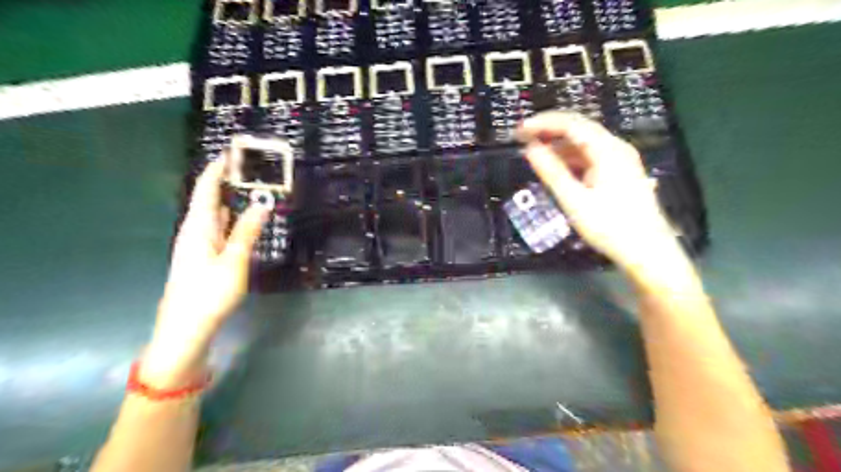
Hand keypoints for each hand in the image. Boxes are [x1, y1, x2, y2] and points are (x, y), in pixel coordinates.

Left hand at [138, 155, 267, 387]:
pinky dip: (231, 219)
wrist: (186, 329)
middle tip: (249, 169)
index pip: (206, 190)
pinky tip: (242, 219)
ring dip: (230, 200)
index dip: (217, 170)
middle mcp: (195, 232)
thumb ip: (248, 231)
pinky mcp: (204, 258)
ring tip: (249, 188)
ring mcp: (199, 246)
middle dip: (226, 181)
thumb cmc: (208, 293)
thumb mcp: (234, 261)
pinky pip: (219, 229)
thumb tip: (262, 203)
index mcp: (198, 228)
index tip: (231, 152)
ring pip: (214, 215)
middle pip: (209, 200)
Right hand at [520, 111, 674, 272]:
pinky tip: (557, 168)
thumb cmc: (610, 227)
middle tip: (522, 138)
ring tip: (535, 154)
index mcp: (608, 150)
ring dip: (559, 146)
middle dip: (549, 131)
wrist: (648, 252)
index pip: (571, 124)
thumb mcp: (575, 200)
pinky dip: (570, 159)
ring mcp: (620, 160)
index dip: (542, 123)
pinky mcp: (619, 173)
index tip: (519, 131)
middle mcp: (616, 148)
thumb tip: (530, 149)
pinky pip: (591, 157)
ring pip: (584, 144)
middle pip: (579, 129)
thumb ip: (552, 172)